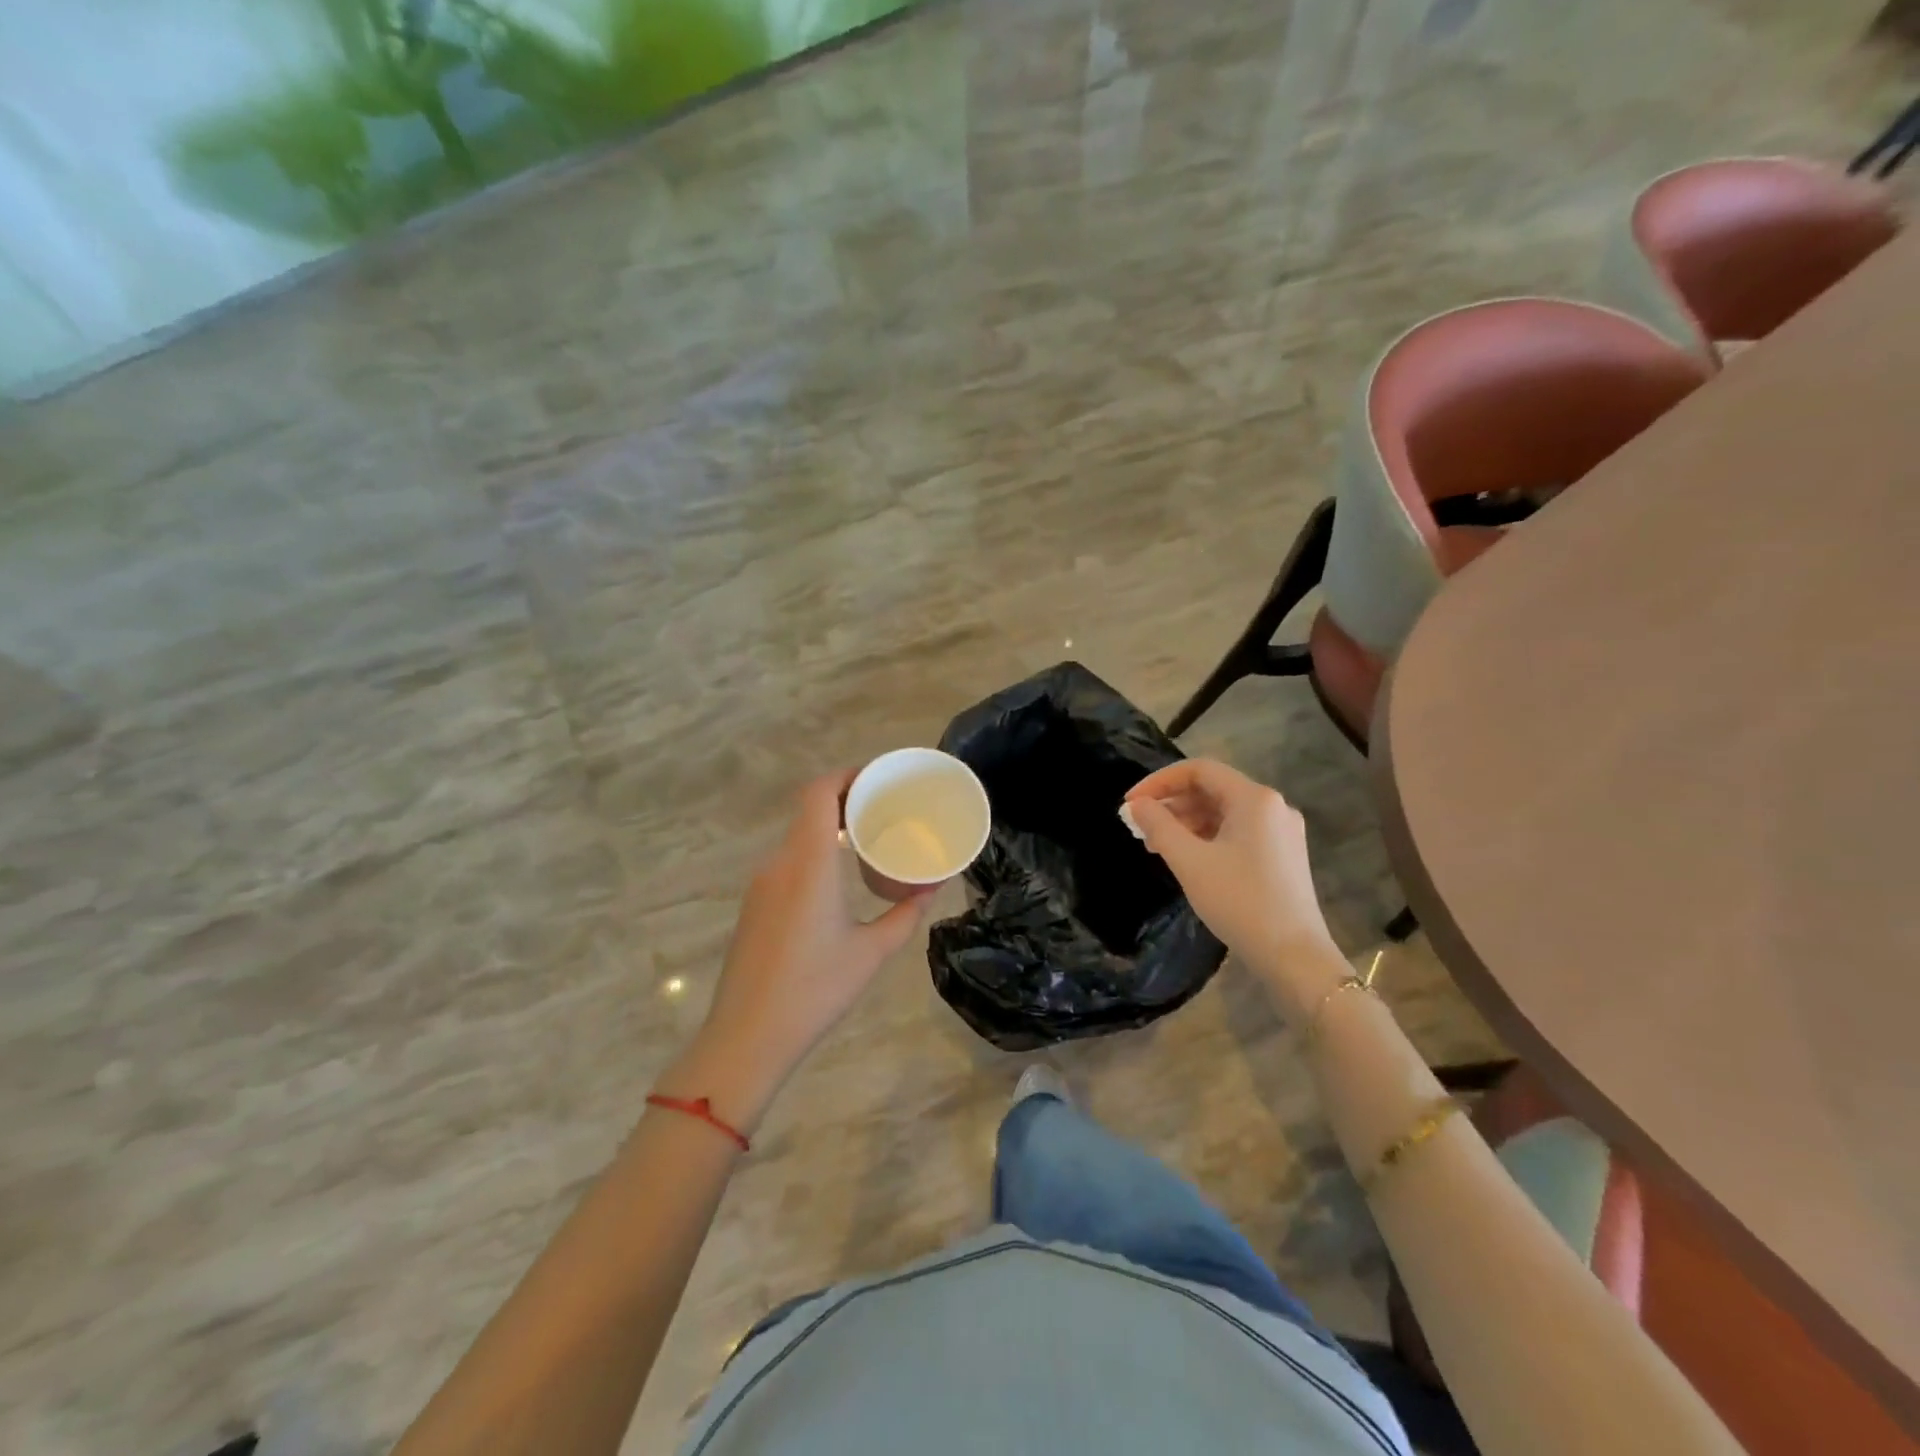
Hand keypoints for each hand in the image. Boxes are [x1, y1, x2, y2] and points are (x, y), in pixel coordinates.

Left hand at [665, 771, 932, 1130]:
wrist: (746, 1037)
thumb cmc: (815, 990)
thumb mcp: (872, 953)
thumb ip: (905, 915)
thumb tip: (932, 889)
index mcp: (810, 863)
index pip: (819, 794)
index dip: (846, 776)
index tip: (877, 778)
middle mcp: (780, 863)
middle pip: (808, 810)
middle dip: (845, 800)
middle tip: (884, 809)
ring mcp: (762, 884)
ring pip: (798, 837)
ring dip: (829, 829)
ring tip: (867, 840)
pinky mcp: (754, 904)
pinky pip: (788, 862)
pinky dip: (815, 854)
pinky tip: (837, 879)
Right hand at [1125, 759, 1343, 1016]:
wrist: (1293, 956)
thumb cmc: (1239, 901)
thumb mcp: (1189, 861)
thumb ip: (1159, 826)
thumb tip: (1137, 805)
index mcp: (1255, 798)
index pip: (1199, 770)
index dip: (1159, 781)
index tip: (1130, 804)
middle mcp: (1273, 806)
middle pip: (1212, 789)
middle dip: (1172, 804)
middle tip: (1140, 828)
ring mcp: (1281, 832)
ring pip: (1224, 812)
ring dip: (1187, 822)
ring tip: (1157, 846)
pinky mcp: (1283, 855)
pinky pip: (1237, 832)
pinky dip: (1207, 837)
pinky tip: (1188, 859)